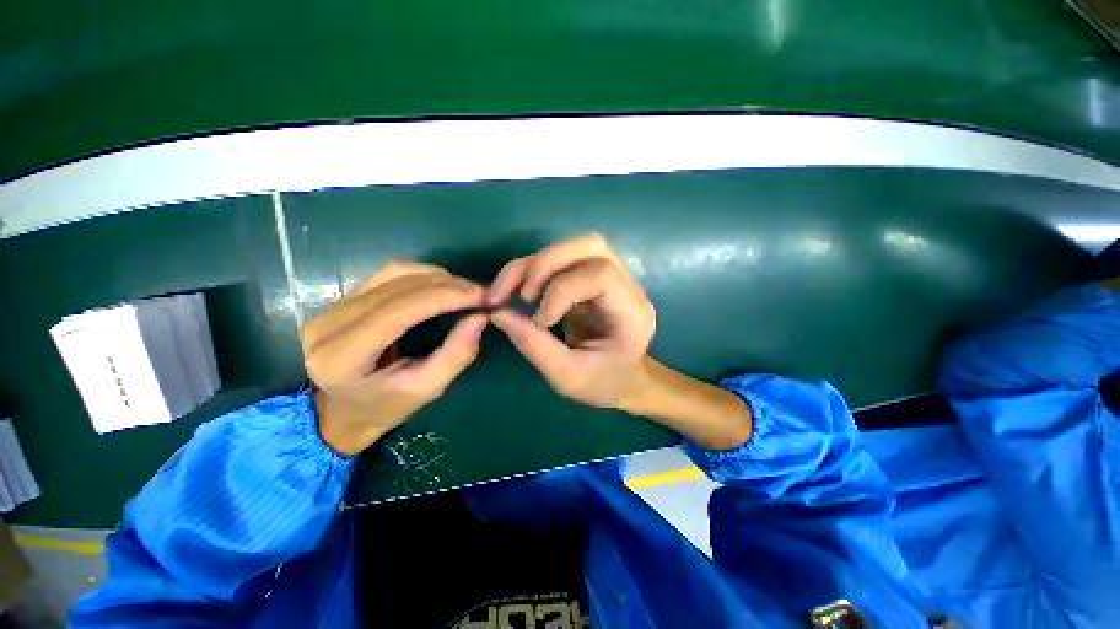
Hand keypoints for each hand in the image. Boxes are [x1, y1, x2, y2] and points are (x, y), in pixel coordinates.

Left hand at [301, 262, 486, 454]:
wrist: (342, 410)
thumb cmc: (385, 407)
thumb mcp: (426, 390)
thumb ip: (455, 355)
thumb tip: (480, 319)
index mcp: (341, 358)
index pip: (398, 312)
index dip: (442, 297)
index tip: (480, 296)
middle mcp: (328, 325)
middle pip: (396, 288)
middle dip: (446, 286)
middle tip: (481, 293)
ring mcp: (330, 307)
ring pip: (393, 275)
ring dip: (436, 277)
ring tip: (466, 290)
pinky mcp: (342, 298)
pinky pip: (388, 275)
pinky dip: (422, 275)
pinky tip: (444, 284)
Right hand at [488, 234, 751, 449]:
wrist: (623, 379)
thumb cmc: (604, 383)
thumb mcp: (568, 377)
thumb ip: (535, 346)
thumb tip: (498, 314)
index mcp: (632, 312)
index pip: (600, 275)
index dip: (561, 290)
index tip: (540, 321)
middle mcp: (626, 285)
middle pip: (590, 245)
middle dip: (546, 263)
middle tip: (522, 295)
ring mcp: (610, 276)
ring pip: (574, 245)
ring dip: (535, 263)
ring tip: (508, 291)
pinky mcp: (590, 276)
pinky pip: (561, 258)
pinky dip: (532, 269)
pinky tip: (515, 290)